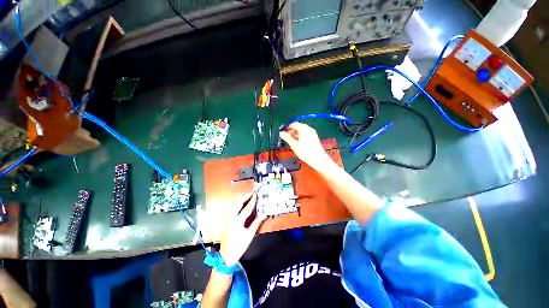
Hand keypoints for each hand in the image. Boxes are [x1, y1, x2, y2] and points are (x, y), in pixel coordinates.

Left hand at [219, 192, 264, 266]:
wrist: (226, 255)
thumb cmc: (239, 246)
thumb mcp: (249, 235)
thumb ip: (256, 223)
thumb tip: (264, 215)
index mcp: (237, 221)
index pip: (247, 208)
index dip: (252, 201)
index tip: (256, 194)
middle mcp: (231, 217)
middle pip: (238, 203)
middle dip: (245, 196)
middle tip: (252, 192)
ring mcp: (227, 218)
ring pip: (234, 205)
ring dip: (241, 199)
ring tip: (248, 196)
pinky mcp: (227, 220)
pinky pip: (233, 208)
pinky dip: (238, 204)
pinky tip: (242, 203)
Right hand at [279, 122, 334, 170]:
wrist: (317, 158)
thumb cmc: (306, 152)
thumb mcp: (294, 145)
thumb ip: (287, 138)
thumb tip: (282, 133)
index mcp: (303, 129)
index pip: (294, 124)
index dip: (288, 128)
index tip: (284, 132)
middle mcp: (309, 129)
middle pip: (298, 126)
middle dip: (292, 131)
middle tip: (288, 137)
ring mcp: (312, 133)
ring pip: (302, 131)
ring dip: (296, 134)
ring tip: (293, 141)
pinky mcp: (314, 137)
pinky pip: (306, 134)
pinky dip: (301, 136)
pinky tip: (299, 143)